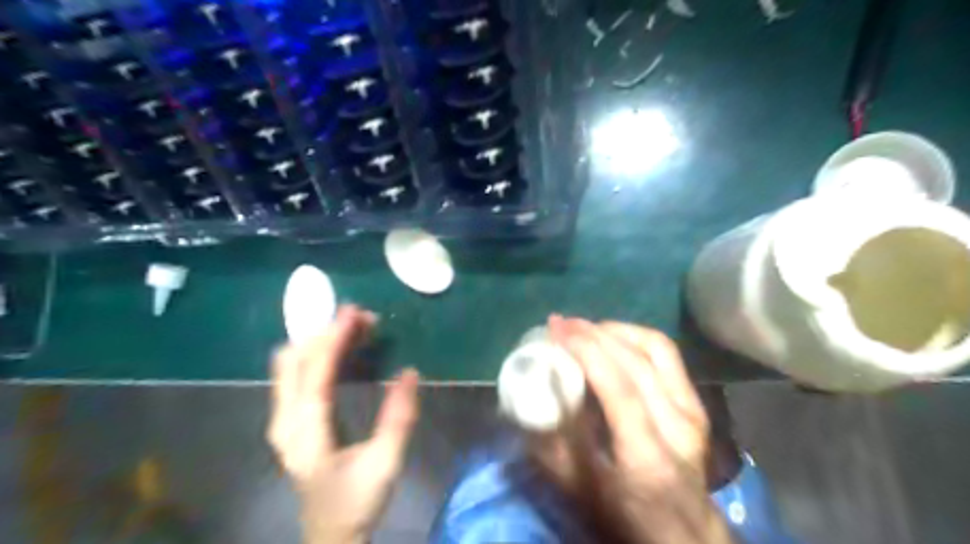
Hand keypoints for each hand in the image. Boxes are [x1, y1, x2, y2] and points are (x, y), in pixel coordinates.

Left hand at [267, 306, 418, 543]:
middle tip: (363, 320)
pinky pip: (295, 374)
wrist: (330, 534)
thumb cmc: (358, 500)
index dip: (333, 339)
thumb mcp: (386, 462)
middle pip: (294, 361)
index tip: (354, 313)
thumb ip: (399, 417)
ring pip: (290, 364)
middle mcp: (284, 421)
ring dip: (320, 341)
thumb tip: (409, 371)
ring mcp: (282, 420)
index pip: (314, 373)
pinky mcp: (289, 420)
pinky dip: (316, 354)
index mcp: (306, 433)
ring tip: (356, 330)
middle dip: (326, 333)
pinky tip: (341, 350)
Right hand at [549, 315, 730, 543]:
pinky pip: (666, 354)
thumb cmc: (627, 516)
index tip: (556, 330)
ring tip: (584, 327)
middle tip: (562, 324)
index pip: (619, 387)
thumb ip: (552, 447)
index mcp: (648, 457)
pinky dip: (636, 336)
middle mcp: (677, 426)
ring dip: (615, 330)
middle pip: (637, 362)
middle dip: (594, 333)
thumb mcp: (581, 491)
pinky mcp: (696, 402)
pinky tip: (613, 336)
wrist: (686, 532)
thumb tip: (526, 403)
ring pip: (655, 349)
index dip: (587, 350)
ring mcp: (693, 410)